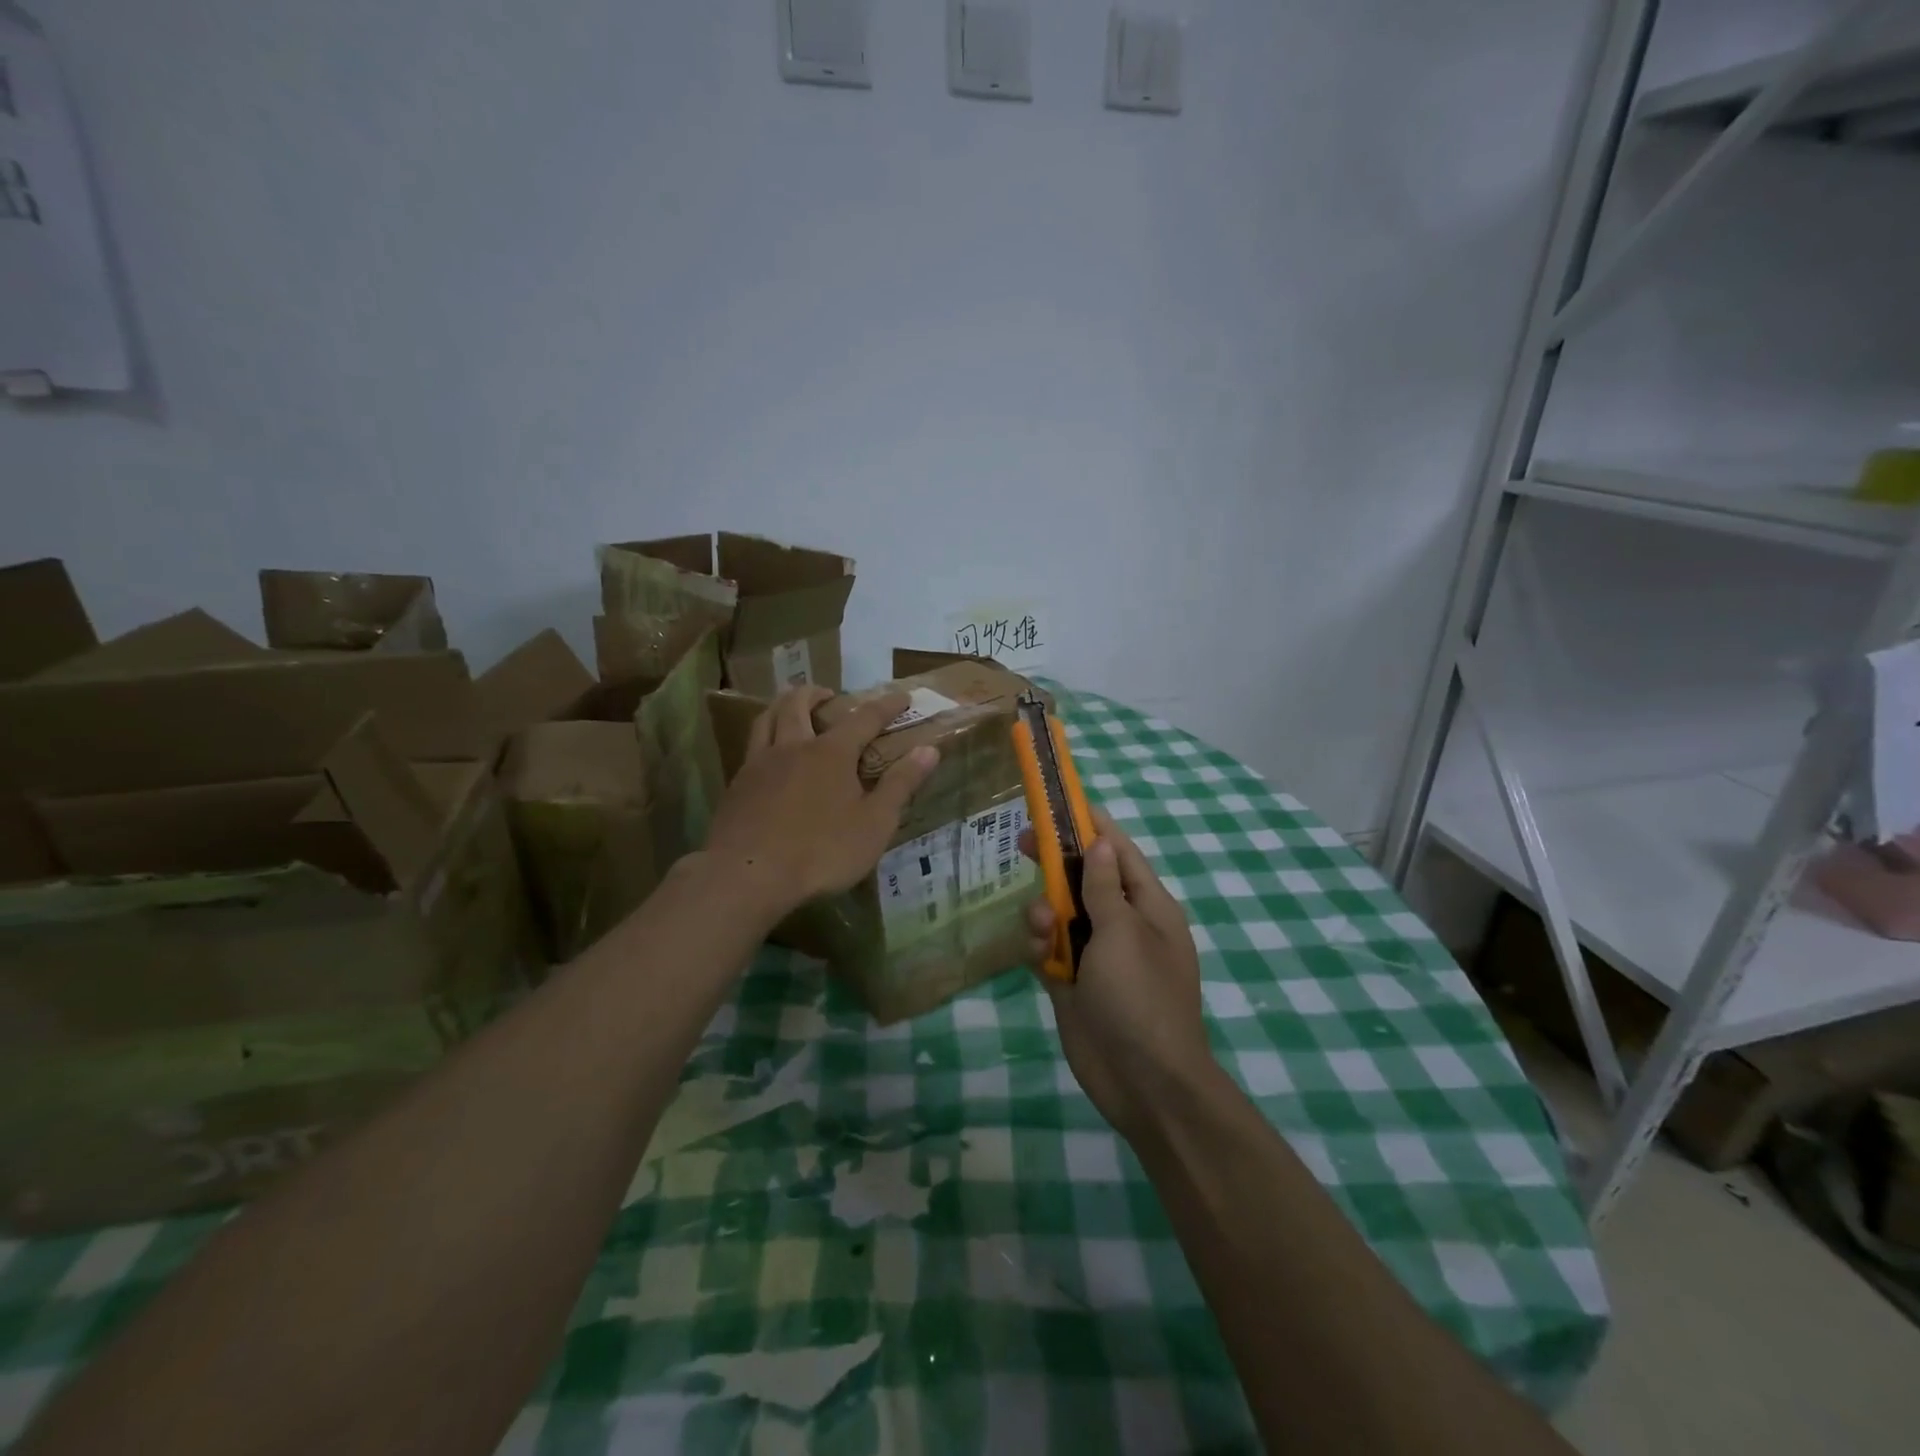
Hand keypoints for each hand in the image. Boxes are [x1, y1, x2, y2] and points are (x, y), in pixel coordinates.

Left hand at [704, 686, 938, 921]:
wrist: (748, 876)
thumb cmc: (822, 851)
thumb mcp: (874, 823)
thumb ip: (901, 784)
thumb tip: (929, 749)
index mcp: (832, 753)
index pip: (865, 718)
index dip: (886, 705)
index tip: (902, 697)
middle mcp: (793, 747)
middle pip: (799, 704)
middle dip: (817, 693)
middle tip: (828, 694)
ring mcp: (759, 764)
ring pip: (766, 718)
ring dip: (782, 705)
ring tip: (790, 708)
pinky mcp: (737, 786)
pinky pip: (751, 747)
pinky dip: (764, 737)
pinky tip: (768, 756)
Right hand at [1021, 809, 1214, 1141]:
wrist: (1144, 1084)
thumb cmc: (1141, 998)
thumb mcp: (1124, 933)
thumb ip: (1104, 887)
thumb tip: (1101, 842)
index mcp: (1148, 907)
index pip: (1119, 851)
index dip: (1091, 825)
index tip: (1060, 803)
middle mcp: (1123, 925)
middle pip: (1083, 879)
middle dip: (1056, 863)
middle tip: (1023, 843)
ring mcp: (1097, 955)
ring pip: (1060, 914)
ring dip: (1045, 914)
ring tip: (1043, 930)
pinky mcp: (1072, 983)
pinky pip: (1048, 950)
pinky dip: (1040, 948)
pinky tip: (1040, 958)